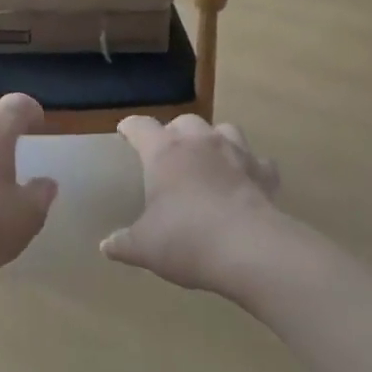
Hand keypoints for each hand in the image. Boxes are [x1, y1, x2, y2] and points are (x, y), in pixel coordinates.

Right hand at [101, 114, 283, 296]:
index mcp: (164, 152)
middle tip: (170, 153)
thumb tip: (106, 246)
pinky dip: (250, 168)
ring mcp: (236, 153)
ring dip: (214, 140)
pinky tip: (246, 182)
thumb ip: (123, 243)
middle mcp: (200, 142)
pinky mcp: (264, 172)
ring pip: (224, 130)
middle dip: (175, 132)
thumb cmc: (186, 240)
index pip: (141, 127)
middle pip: (185, 121)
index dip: (131, 128)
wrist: (249, 249)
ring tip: (209, 159)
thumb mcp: (144, 247)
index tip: (126, 132)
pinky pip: (257, 161)